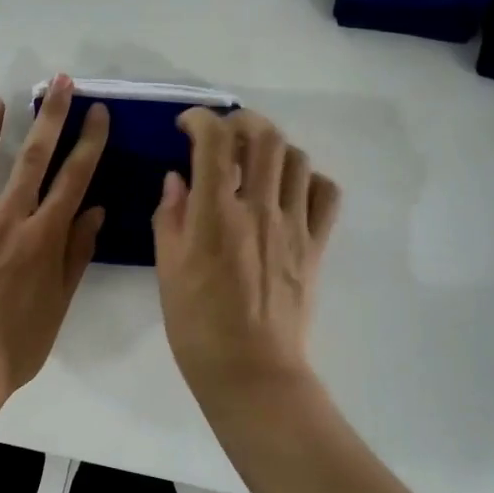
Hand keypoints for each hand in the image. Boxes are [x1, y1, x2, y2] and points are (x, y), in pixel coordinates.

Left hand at [0, 75, 109, 401]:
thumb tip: (94, 210)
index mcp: (42, 237)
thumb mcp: (60, 302)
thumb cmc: (18, 342)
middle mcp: (7, 219)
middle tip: (56, 82)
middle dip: (47, 116)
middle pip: (31, 158)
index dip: (88, 142)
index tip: (97, 112)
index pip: (73, 178)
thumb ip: (76, 252)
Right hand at [153, 108, 341, 409]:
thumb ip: (171, 217)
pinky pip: (325, 193)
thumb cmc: (198, 326)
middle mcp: (259, 209)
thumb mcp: (167, 271)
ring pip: (297, 158)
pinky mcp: (316, 245)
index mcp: (215, 215)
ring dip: (273, 148)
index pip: (214, 141)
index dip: (200, 119)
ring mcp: (294, 226)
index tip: (186, 125)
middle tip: (224, 134)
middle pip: (264, 137)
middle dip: (242, 121)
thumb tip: (177, 179)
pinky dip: (308, 179)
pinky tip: (289, 191)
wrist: (252, 372)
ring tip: (255, 162)